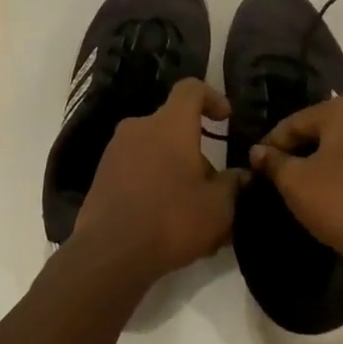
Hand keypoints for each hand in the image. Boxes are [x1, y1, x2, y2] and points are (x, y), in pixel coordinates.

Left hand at [73, 79, 245, 285]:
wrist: (109, 254)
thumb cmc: (171, 218)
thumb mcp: (219, 207)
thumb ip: (234, 185)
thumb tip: (241, 176)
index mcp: (170, 124)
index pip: (191, 89)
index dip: (212, 97)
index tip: (226, 119)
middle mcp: (140, 127)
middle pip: (173, 125)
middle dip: (195, 149)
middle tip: (212, 183)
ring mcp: (116, 152)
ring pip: (154, 150)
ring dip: (174, 169)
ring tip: (190, 209)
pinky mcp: (101, 177)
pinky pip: (136, 170)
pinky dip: (153, 184)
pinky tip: (164, 220)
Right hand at [248, 98, 342, 281]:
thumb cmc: (337, 200)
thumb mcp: (294, 181)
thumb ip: (273, 161)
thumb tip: (257, 151)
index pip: (296, 122)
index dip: (272, 142)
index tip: (255, 162)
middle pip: (319, 127)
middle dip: (296, 148)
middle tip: (274, 171)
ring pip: (339, 142)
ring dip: (317, 157)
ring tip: (297, 179)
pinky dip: (338, 166)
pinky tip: (324, 185)